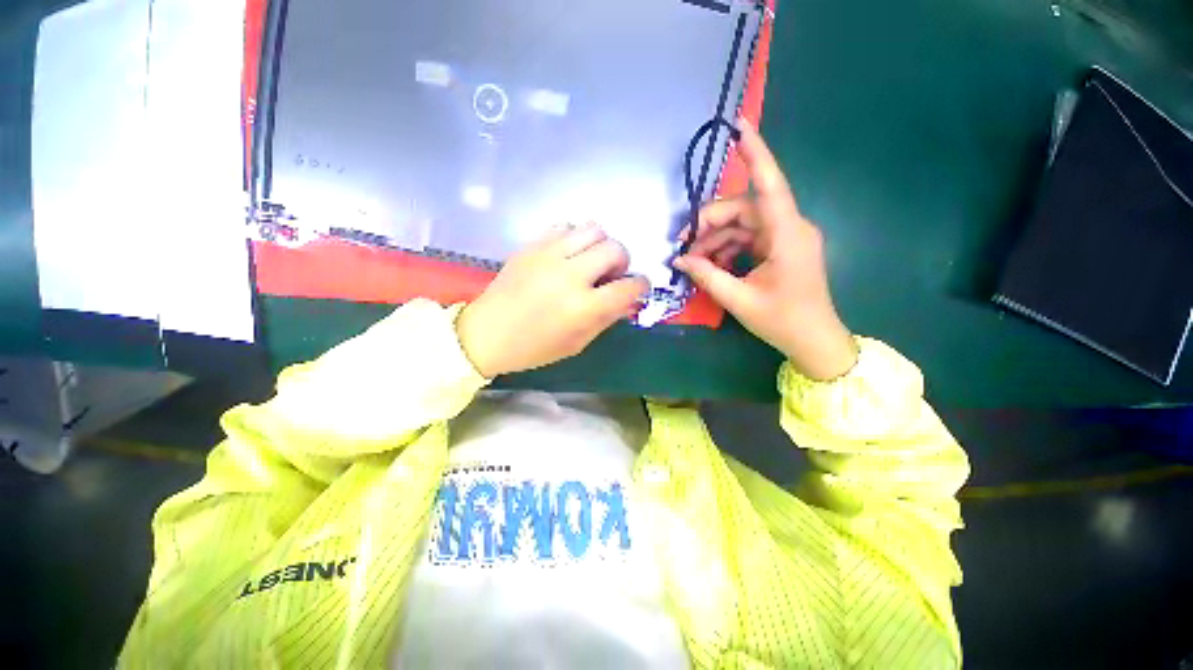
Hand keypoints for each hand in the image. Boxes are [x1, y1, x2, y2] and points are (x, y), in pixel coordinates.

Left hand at [457, 223, 649, 377]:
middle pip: (615, 249)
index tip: (638, 287)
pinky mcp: (532, 245)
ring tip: (589, 261)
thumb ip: (607, 318)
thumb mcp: (578, 343)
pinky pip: (565, 226)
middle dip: (622, 262)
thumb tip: (628, 299)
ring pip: (593, 229)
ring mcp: (549, 255)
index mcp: (583, 307)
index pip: (629, 286)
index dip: (641, 285)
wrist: (487, 333)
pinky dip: (574, 237)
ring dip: (600, 245)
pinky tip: (567, 254)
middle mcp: (570, 275)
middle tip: (610, 275)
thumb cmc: (534, 347)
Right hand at [674, 119, 857, 380]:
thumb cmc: (783, 321)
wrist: (813, 341)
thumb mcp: (739, 300)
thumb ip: (707, 276)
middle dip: (709, 223)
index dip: (755, 153)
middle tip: (683, 246)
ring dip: (714, 240)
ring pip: (742, 225)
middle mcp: (789, 228)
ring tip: (693, 263)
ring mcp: (785, 238)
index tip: (738, 125)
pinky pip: (747, 239)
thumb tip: (680, 260)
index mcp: (788, 235)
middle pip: (743, 209)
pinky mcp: (779, 249)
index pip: (770, 185)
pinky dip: (726, 249)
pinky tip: (710, 266)